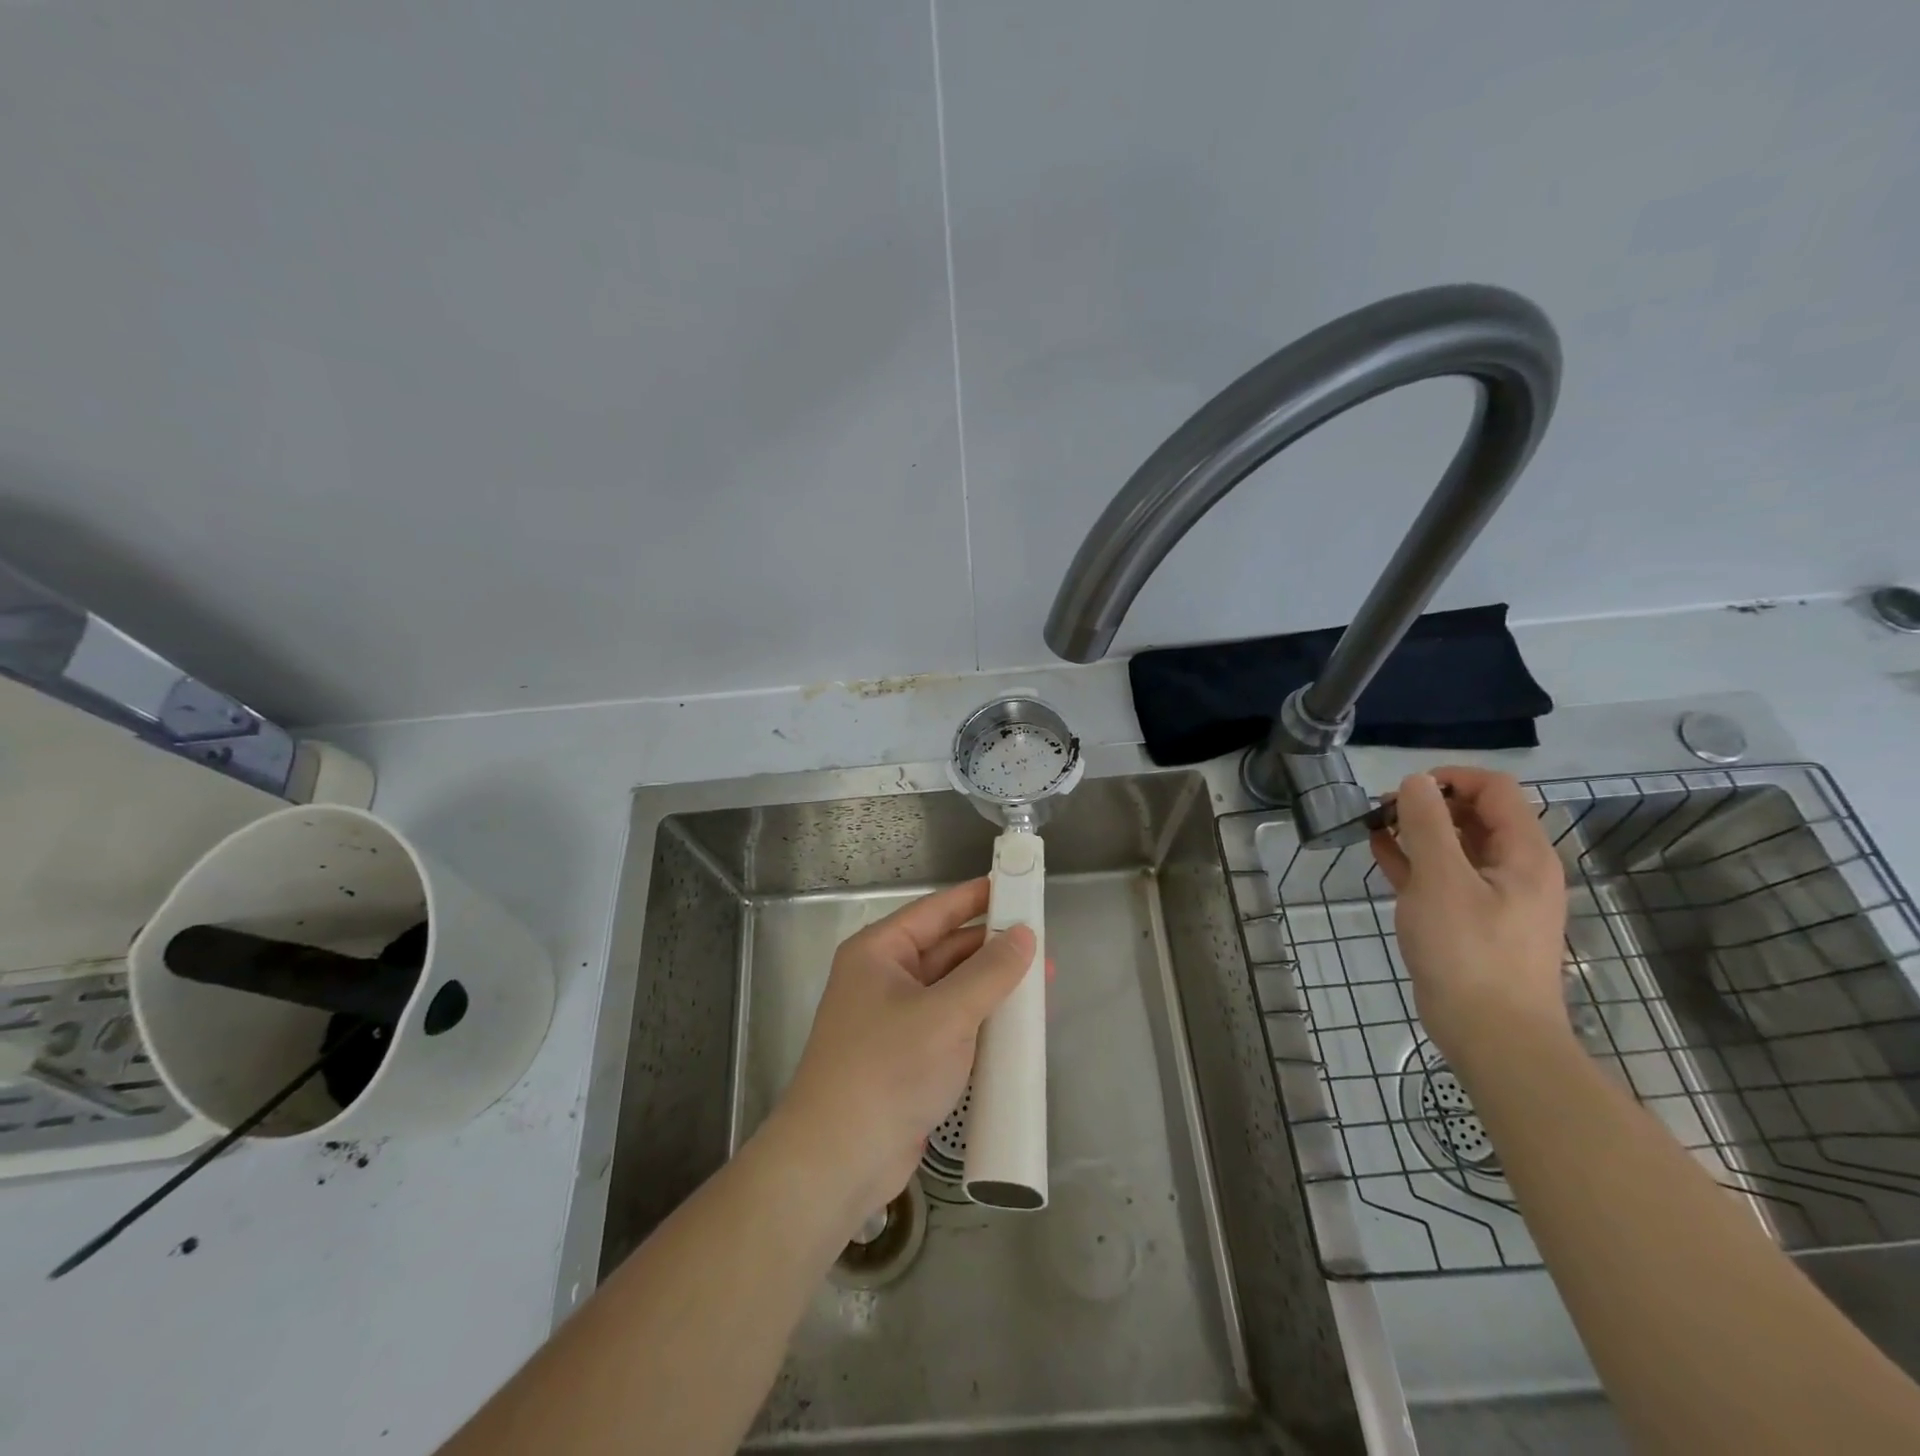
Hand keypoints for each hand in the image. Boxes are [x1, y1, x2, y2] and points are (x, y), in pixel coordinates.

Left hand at [769, 878, 1035, 1234]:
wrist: (839, 1160)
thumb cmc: (887, 1069)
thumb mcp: (945, 1014)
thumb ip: (989, 972)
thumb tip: (1024, 934)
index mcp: (879, 952)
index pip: (936, 910)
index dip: (977, 897)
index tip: (1017, 886)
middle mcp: (883, 978)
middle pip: (946, 949)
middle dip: (992, 948)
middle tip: (1042, 945)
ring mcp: (894, 1020)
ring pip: (951, 989)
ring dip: (991, 987)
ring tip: (1040, 985)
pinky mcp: (906, 1057)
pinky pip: (950, 1024)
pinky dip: (980, 1021)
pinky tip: (1015, 1027)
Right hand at [1369, 768, 1569, 1067]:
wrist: (1494, 1036)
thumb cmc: (1469, 951)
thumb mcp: (1441, 880)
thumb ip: (1428, 825)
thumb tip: (1416, 781)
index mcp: (1524, 853)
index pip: (1494, 789)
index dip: (1450, 779)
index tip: (1404, 791)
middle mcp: (1516, 869)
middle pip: (1475, 815)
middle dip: (1428, 805)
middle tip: (1381, 811)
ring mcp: (1494, 897)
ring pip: (1456, 846)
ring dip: (1417, 831)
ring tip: (1374, 827)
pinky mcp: (1472, 922)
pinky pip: (1444, 876)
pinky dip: (1415, 860)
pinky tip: (1381, 853)